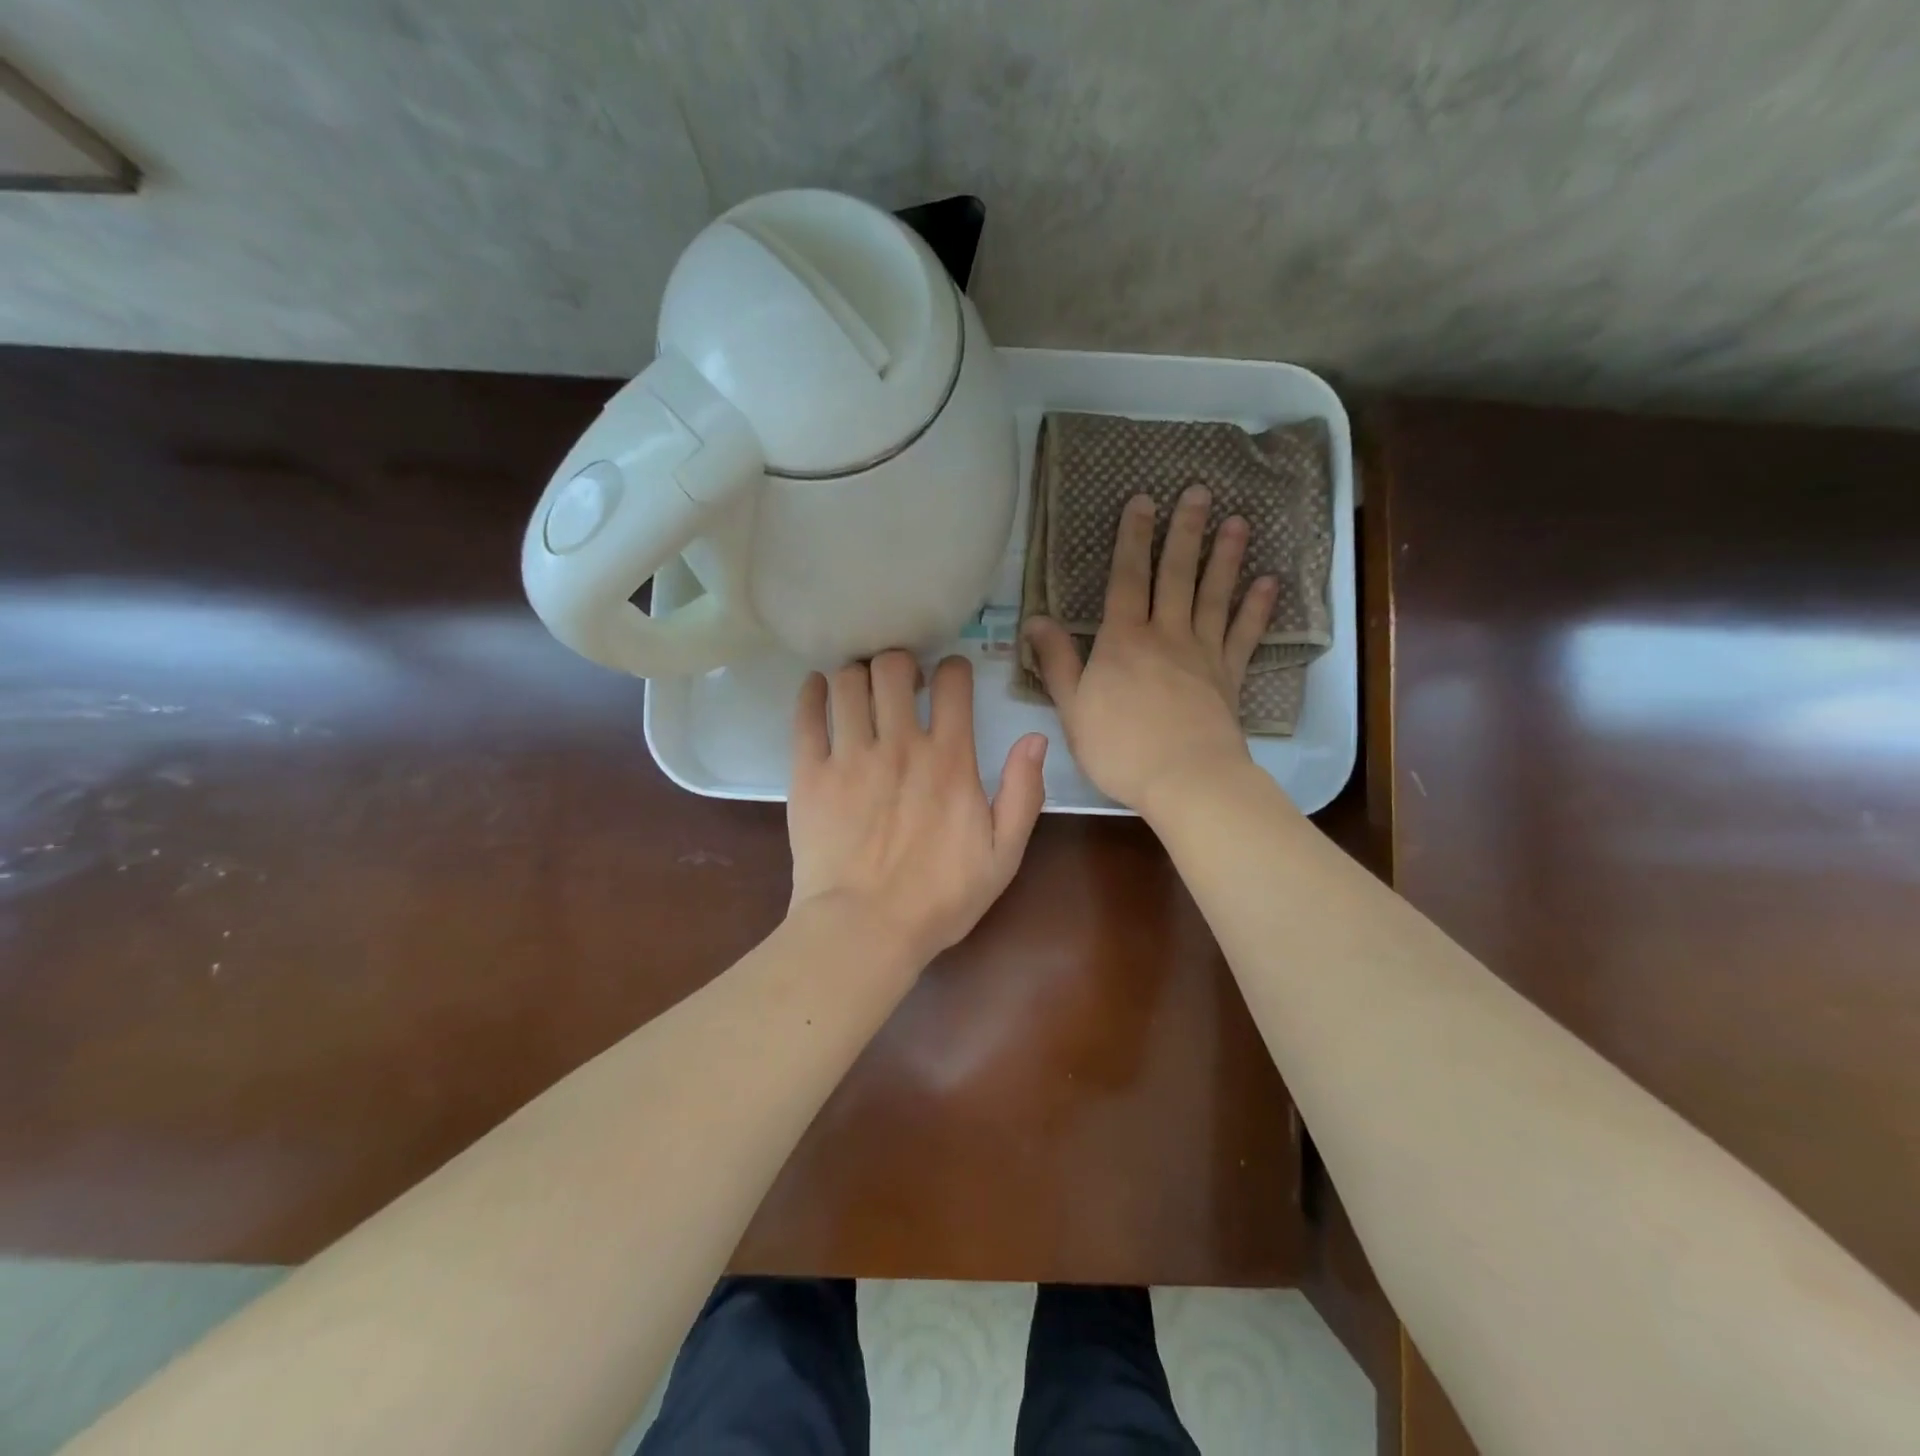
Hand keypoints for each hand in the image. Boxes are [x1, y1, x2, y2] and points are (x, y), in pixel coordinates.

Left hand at [787, 650, 1047, 966]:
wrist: (864, 930)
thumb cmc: (939, 898)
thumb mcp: (1003, 855)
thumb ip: (1023, 794)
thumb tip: (1034, 739)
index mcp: (949, 759)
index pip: (953, 683)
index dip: (954, 669)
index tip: (950, 678)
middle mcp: (899, 744)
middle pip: (893, 667)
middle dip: (900, 663)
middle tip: (900, 682)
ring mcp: (849, 755)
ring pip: (848, 682)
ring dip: (857, 674)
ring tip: (861, 689)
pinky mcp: (809, 773)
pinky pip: (806, 714)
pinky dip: (811, 692)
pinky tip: (817, 689)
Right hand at [1023, 486, 1274, 817]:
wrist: (1186, 778)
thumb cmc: (1120, 747)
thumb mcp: (1072, 707)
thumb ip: (1056, 661)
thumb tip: (1034, 619)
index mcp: (1123, 640)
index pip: (1127, 578)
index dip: (1133, 538)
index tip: (1142, 501)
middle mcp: (1166, 635)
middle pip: (1175, 575)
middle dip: (1184, 532)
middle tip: (1197, 492)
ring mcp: (1203, 653)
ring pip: (1214, 595)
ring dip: (1225, 557)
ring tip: (1236, 521)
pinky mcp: (1229, 677)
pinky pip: (1244, 634)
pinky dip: (1257, 608)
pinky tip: (1267, 582)